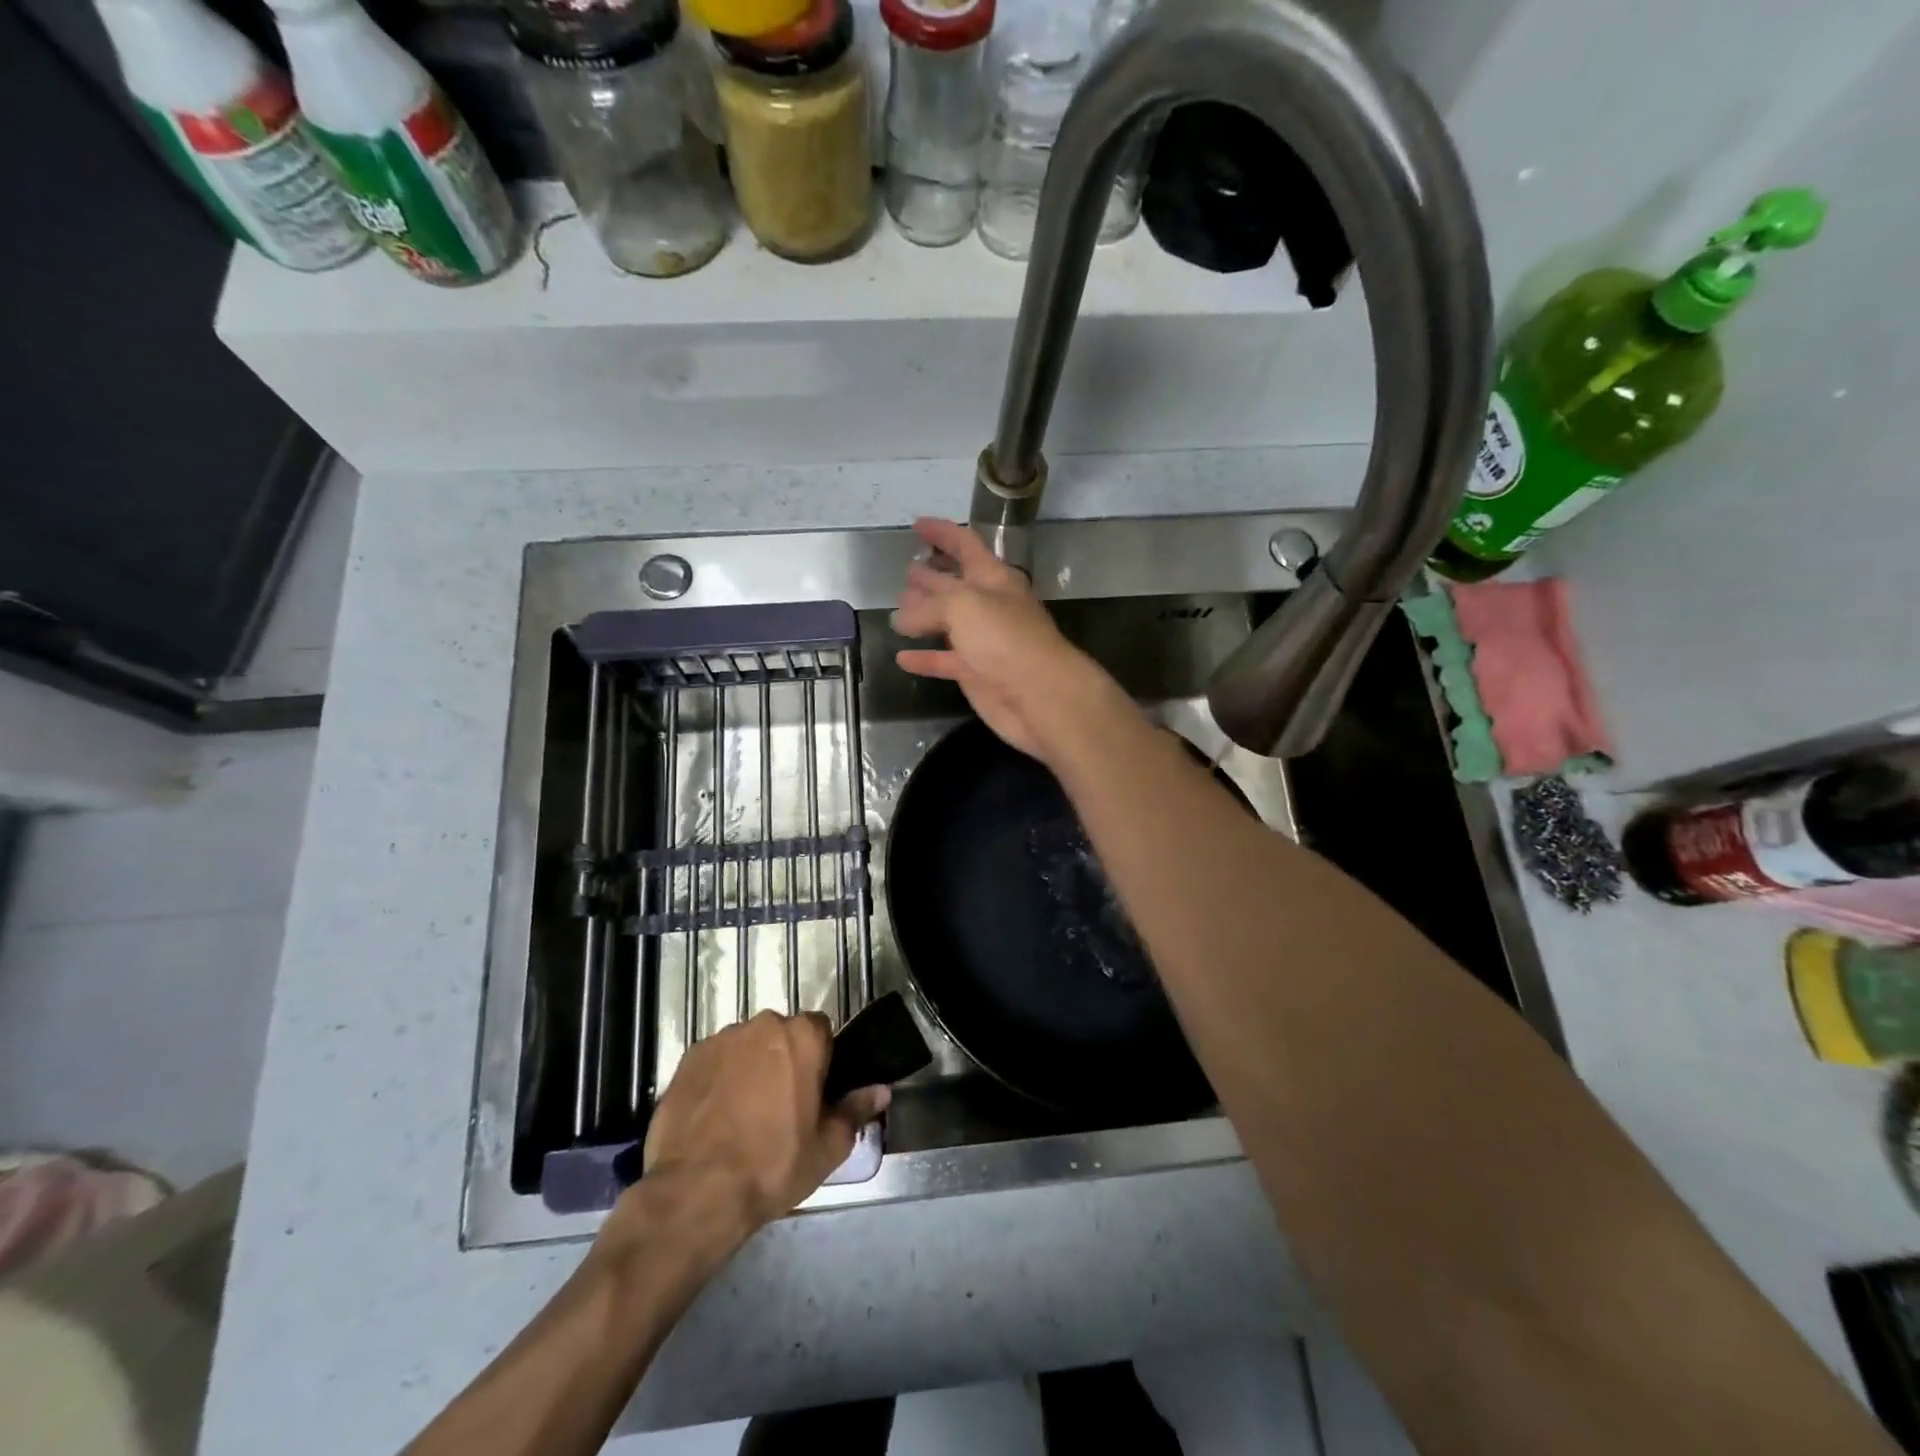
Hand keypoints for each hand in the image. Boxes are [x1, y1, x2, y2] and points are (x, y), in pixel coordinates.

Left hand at [633, 1011, 889, 1239]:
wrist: (697, 1191)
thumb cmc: (774, 1165)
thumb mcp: (828, 1147)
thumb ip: (856, 1110)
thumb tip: (882, 1090)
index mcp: (802, 1036)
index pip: (821, 1030)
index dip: (820, 1059)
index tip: (814, 1091)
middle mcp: (762, 1025)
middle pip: (782, 1035)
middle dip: (784, 1061)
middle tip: (782, 1107)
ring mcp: (721, 1040)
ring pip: (746, 1047)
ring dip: (750, 1068)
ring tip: (743, 1116)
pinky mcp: (688, 1059)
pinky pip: (714, 1062)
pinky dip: (718, 1080)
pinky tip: (715, 1118)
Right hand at [892, 518, 1122, 761]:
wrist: (1039, 695)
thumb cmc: (1005, 639)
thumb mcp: (963, 605)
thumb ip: (928, 606)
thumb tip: (901, 617)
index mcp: (994, 579)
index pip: (966, 545)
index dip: (942, 532)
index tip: (916, 524)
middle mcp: (990, 606)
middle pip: (956, 585)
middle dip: (931, 575)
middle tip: (906, 571)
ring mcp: (984, 642)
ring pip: (949, 623)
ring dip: (924, 616)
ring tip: (897, 610)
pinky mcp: (977, 674)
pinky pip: (944, 661)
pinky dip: (924, 658)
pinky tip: (902, 657)